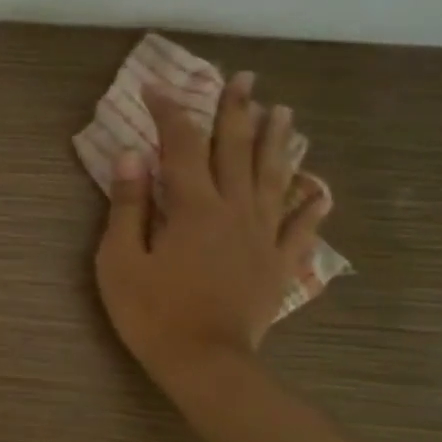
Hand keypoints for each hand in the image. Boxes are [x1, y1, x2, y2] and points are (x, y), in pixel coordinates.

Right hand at [95, 76, 330, 391]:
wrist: (205, 364)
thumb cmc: (153, 313)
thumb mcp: (120, 261)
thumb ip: (128, 206)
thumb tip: (131, 156)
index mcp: (193, 207)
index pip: (181, 145)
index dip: (169, 112)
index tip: (156, 86)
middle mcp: (234, 210)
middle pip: (237, 151)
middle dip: (238, 111)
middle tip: (246, 78)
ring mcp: (262, 237)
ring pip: (274, 179)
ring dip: (278, 143)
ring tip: (285, 113)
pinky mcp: (277, 265)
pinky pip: (299, 230)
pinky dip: (310, 209)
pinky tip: (320, 192)